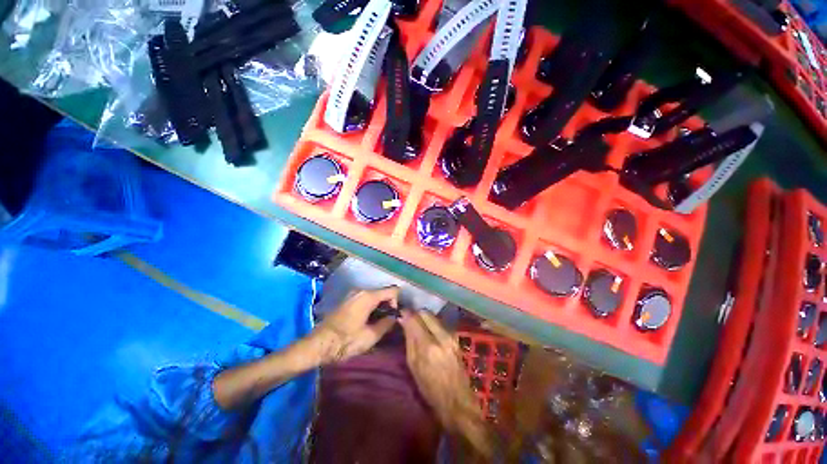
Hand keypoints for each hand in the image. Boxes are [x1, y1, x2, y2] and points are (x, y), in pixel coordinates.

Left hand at [311, 286, 398, 364]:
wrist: (318, 345)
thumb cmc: (345, 341)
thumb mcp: (370, 336)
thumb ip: (387, 324)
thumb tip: (394, 316)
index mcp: (368, 296)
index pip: (392, 291)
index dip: (397, 303)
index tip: (394, 317)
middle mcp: (361, 291)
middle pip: (383, 293)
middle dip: (388, 306)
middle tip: (388, 323)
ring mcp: (353, 294)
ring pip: (374, 297)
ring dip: (379, 308)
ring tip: (378, 324)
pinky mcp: (347, 300)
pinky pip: (365, 300)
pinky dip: (371, 308)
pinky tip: (368, 322)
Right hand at [399, 310, 492, 457]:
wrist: (457, 401)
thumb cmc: (430, 388)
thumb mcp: (413, 366)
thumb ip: (409, 339)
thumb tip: (402, 319)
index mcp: (429, 345)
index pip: (415, 318)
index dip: (406, 313)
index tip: (400, 314)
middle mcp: (442, 335)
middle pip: (425, 313)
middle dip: (416, 314)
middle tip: (409, 321)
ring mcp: (451, 335)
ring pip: (433, 316)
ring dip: (424, 318)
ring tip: (418, 327)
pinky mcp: (456, 337)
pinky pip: (440, 322)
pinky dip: (432, 324)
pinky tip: (428, 333)